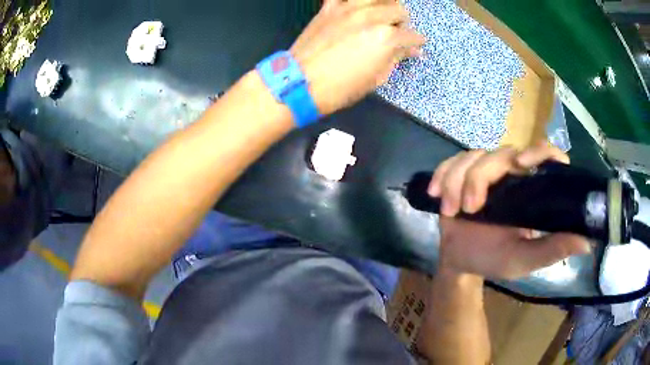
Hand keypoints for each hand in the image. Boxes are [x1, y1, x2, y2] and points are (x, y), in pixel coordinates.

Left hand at [290, 0, 424, 114]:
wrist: (300, 82)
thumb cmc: (341, 88)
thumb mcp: (375, 78)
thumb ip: (395, 59)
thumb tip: (411, 51)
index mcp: (386, 38)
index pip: (411, 36)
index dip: (417, 42)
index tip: (416, 45)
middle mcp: (371, 17)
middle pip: (398, 11)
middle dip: (403, 22)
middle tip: (397, 31)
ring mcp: (349, 9)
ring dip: (386, 3)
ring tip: (384, 12)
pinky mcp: (330, 7)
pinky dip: (355, 0)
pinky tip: (358, 6)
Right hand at [428, 143, 592, 279]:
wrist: (461, 261)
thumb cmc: (495, 258)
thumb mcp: (525, 259)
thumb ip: (553, 249)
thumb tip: (587, 241)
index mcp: (532, 189)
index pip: (544, 155)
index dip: (537, 151)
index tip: (521, 166)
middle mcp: (512, 173)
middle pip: (501, 153)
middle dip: (480, 177)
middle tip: (470, 208)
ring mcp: (485, 171)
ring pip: (473, 156)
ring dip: (457, 180)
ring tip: (451, 210)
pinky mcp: (461, 173)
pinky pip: (451, 162)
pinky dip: (442, 175)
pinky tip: (437, 195)